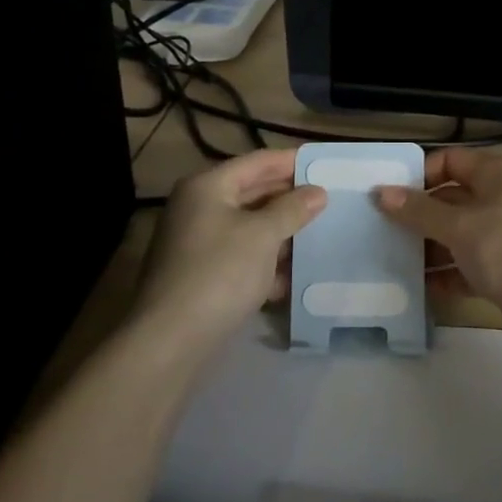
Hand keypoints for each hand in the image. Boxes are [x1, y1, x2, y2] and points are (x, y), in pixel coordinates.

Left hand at [135, 149, 326, 342]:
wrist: (171, 340)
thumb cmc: (219, 272)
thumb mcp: (263, 235)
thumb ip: (293, 209)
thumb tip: (318, 192)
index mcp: (208, 186)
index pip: (258, 162)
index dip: (293, 162)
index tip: (326, 166)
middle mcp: (199, 208)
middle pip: (253, 193)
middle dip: (291, 199)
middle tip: (330, 200)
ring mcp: (198, 243)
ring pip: (250, 228)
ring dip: (283, 233)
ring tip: (322, 235)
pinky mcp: (202, 276)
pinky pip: (242, 258)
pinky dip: (267, 263)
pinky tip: (295, 277)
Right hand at [374, 148, 501, 364]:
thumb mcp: (460, 226)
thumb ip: (418, 211)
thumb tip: (380, 192)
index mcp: (498, 175)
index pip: (451, 161)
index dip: (420, 175)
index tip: (388, 196)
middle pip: (453, 199)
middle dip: (418, 214)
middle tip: (380, 229)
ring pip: (459, 235)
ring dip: (429, 247)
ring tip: (391, 260)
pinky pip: (469, 267)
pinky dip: (447, 275)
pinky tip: (418, 288)